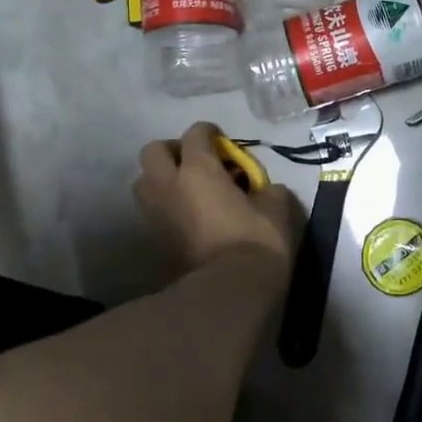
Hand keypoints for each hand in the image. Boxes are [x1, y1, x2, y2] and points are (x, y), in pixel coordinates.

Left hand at [133, 123, 301, 273]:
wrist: (229, 290)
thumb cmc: (256, 240)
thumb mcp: (277, 206)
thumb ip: (266, 188)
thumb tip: (262, 190)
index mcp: (199, 169)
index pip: (195, 133)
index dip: (210, 132)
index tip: (223, 141)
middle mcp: (169, 185)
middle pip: (153, 151)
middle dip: (173, 150)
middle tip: (197, 162)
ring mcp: (156, 213)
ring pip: (144, 181)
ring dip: (161, 178)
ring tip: (187, 189)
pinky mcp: (153, 239)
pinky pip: (152, 210)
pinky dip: (165, 206)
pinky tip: (188, 215)